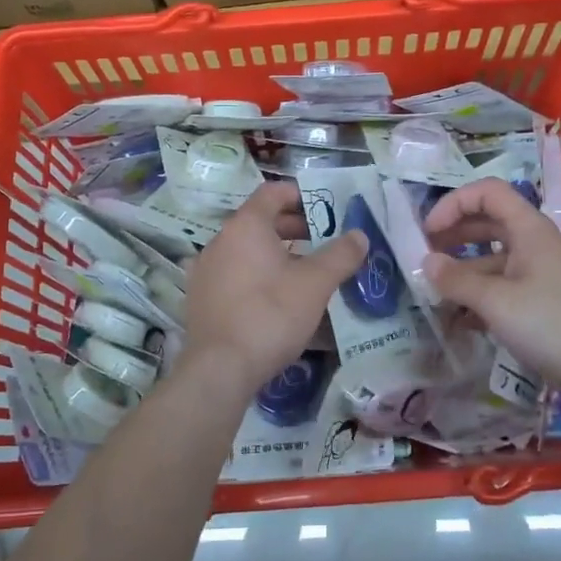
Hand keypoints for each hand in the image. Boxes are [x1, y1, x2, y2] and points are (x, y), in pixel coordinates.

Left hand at [182, 182, 367, 398]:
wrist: (221, 368)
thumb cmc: (271, 314)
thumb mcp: (315, 284)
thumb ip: (340, 255)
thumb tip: (360, 235)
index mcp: (245, 226)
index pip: (272, 192)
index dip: (300, 194)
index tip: (325, 208)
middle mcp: (219, 240)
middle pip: (259, 220)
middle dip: (293, 226)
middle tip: (323, 240)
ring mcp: (205, 269)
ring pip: (245, 249)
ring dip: (275, 252)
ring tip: (304, 270)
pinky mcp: (200, 297)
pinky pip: (233, 273)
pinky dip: (255, 274)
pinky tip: (274, 296)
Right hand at [422, 177, 560, 399]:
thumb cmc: (551, 323)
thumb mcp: (496, 301)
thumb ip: (457, 280)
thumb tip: (426, 262)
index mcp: (528, 229)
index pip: (487, 192)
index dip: (454, 203)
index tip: (428, 231)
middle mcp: (533, 243)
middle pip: (487, 223)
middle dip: (453, 235)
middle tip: (423, 256)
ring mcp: (538, 273)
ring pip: (491, 259)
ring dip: (462, 272)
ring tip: (433, 294)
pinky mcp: (539, 301)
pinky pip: (501, 287)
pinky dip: (478, 296)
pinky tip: (457, 320)